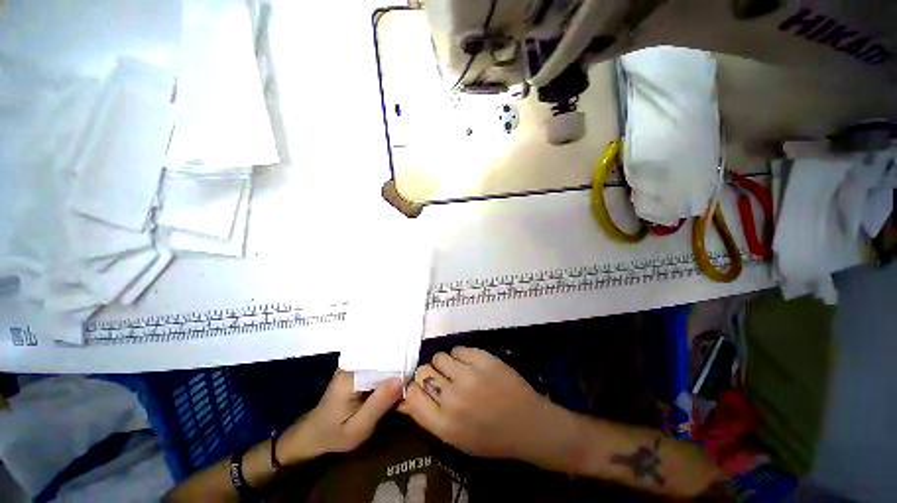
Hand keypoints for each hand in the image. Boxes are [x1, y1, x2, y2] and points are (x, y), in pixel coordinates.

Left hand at [277, 370, 402, 464]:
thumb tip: (402, 379)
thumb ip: (379, 403)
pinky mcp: (356, 367)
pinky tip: (396, 376)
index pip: (383, 361)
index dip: (401, 368)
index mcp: (352, 375)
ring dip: (395, 366)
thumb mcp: (359, 428)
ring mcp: (353, 363)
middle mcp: (352, 363)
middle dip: (399, 365)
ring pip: (381, 359)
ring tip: (409, 374)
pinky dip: (387, 369)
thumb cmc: (334, 434)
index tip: (414, 378)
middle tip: (413, 378)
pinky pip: (376, 363)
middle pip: (383, 356)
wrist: (312, 434)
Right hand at [399, 347, 572, 463]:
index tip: (421, 387)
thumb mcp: (455, 437)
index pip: (412, 394)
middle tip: (441, 379)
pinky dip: (460, 355)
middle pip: (423, 372)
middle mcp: (453, 399)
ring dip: (444, 364)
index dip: (414, 387)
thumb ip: (427, 417)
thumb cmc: (491, 437)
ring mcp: (469, 375)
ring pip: (439, 357)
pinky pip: (458, 349)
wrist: (528, 424)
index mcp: (444, 425)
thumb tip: (403, 398)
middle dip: (428, 374)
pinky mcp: (483, 359)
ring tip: (457, 371)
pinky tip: (470, 364)